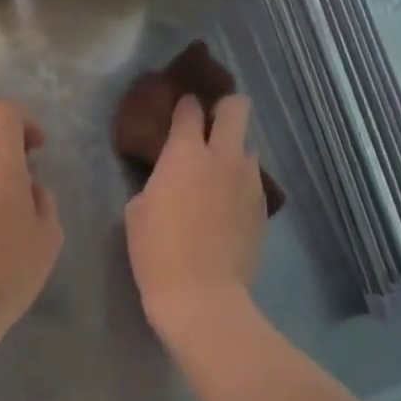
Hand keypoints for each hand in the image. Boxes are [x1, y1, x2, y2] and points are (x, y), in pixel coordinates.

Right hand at [125, 94, 266, 337]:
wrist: (202, 295)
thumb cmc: (157, 252)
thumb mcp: (137, 211)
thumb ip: (158, 181)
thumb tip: (170, 179)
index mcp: (186, 154)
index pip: (190, 109)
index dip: (183, 105)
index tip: (179, 110)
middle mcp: (223, 158)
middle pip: (237, 107)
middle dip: (225, 108)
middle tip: (210, 126)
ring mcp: (249, 182)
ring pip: (248, 148)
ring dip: (233, 155)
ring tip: (217, 179)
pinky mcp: (263, 207)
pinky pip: (252, 183)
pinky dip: (240, 187)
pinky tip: (226, 211)